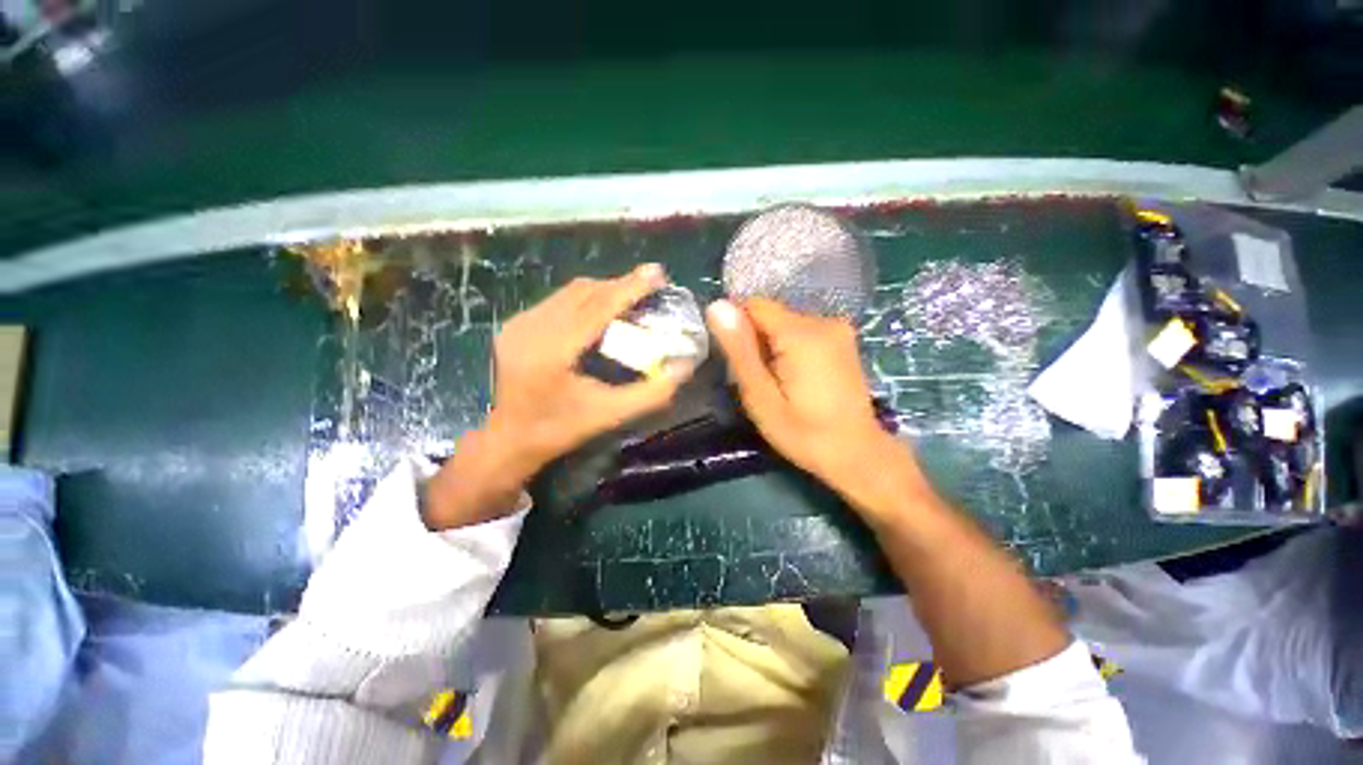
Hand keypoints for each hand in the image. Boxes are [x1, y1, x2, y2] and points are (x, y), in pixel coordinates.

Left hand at [426, 264, 692, 528]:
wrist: (510, 438)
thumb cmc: (561, 429)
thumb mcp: (610, 416)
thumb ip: (650, 393)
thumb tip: (683, 367)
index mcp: (552, 351)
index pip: (597, 308)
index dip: (630, 288)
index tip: (658, 274)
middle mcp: (531, 328)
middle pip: (584, 292)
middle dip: (620, 285)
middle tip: (651, 284)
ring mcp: (519, 323)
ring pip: (571, 292)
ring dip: (604, 290)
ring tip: (632, 294)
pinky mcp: (516, 324)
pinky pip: (559, 300)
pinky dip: (586, 299)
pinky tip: (602, 309)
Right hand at [705, 298, 892, 484]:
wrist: (857, 454)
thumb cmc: (803, 432)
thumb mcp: (760, 397)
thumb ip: (739, 350)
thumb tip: (716, 306)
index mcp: (801, 333)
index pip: (754, 305)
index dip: (738, 329)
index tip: (739, 362)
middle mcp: (823, 320)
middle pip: (771, 314)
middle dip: (756, 341)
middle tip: (759, 380)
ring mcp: (838, 328)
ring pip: (785, 323)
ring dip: (772, 346)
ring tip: (777, 382)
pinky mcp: (843, 339)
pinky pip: (802, 331)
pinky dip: (790, 348)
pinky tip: (796, 378)